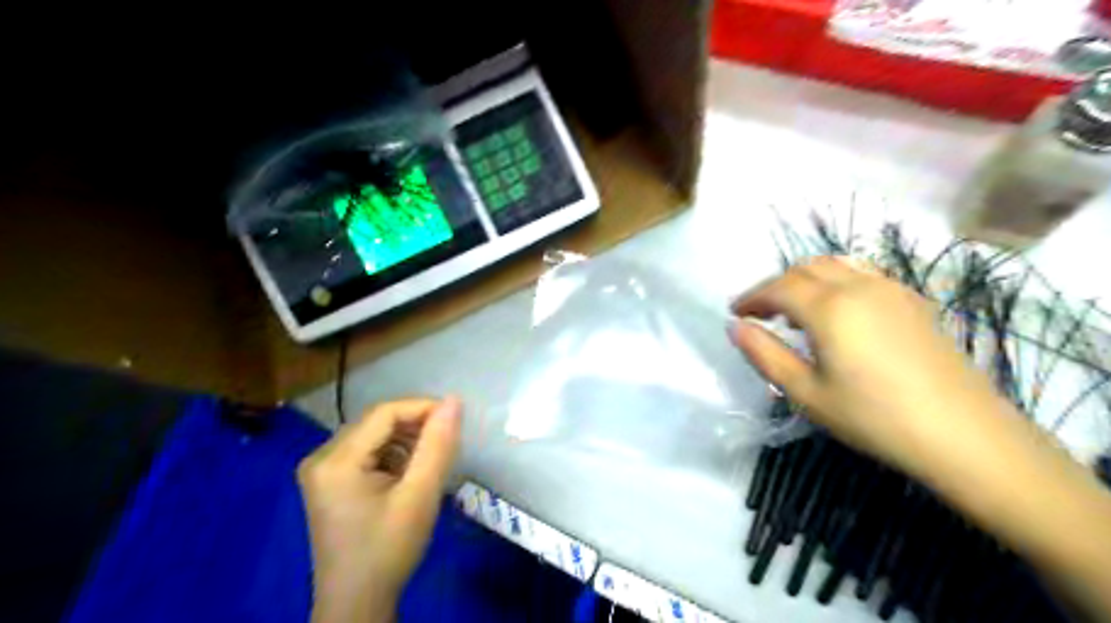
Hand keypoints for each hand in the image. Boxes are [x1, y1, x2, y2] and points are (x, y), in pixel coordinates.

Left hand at [297, 399, 463, 622]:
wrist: (357, 603)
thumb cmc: (389, 549)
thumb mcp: (420, 495)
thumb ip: (437, 445)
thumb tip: (454, 400)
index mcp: (336, 460)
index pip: (384, 413)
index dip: (423, 408)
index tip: (456, 420)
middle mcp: (321, 457)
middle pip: (377, 422)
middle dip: (415, 426)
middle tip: (447, 443)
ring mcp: (322, 470)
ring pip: (374, 436)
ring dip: (406, 441)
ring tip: (430, 462)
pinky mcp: (329, 482)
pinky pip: (367, 452)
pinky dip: (393, 455)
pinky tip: (409, 474)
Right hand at [730, 257, 1023, 481]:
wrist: (964, 434)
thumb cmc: (873, 417)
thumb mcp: (806, 393)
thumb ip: (764, 355)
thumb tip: (735, 327)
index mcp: (829, 307)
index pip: (778, 287)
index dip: (752, 297)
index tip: (735, 313)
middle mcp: (859, 286)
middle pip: (805, 268)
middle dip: (776, 286)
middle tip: (761, 314)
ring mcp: (891, 289)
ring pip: (836, 265)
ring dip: (806, 279)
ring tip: (796, 309)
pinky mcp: (913, 301)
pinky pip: (863, 273)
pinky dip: (837, 279)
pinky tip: (838, 309)